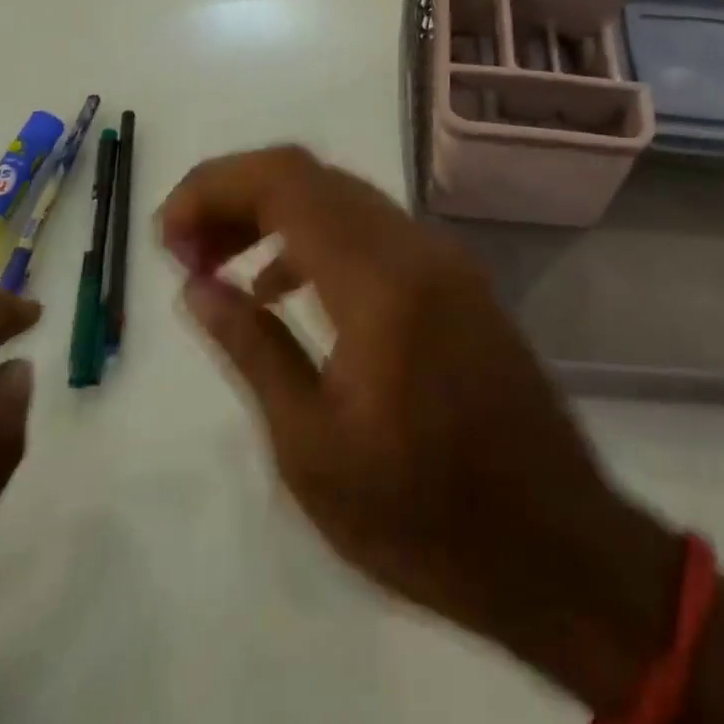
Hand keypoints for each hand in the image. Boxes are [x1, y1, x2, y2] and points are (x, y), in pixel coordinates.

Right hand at [160, 146, 682, 714]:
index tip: (166, 236)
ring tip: (219, 263)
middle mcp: (416, 246)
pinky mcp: (458, 279)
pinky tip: (286, 288)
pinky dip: (319, 239)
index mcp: (380, 280)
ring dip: (276, 214)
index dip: (215, 188)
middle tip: (184, 250)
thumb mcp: (312, 450)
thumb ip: (252, 349)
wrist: (557, 547)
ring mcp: (444, 258)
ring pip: (344, 198)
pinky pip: (375, 231)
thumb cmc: (424, 519)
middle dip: (237, 195)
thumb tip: (196, 285)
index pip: (285, 181)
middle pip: (312, 176)